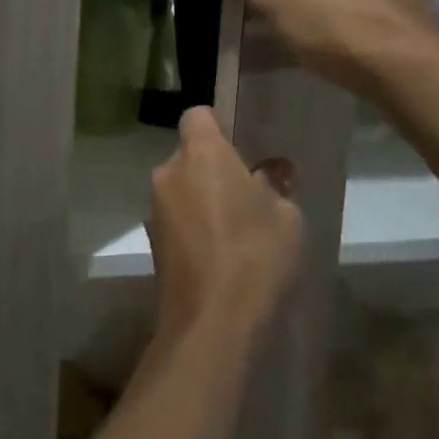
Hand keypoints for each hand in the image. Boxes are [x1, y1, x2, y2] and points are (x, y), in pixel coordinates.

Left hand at [147, 108, 304, 341]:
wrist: (213, 324)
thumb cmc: (256, 256)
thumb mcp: (286, 217)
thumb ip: (276, 187)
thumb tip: (270, 176)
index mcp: (201, 154)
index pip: (198, 115)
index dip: (219, 124)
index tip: (241, 146)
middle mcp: (169, 174)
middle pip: (189, 154)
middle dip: (213, 167)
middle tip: (247, 192)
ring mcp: (155, 210)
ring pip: (181, 188)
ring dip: (201, 198)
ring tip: (236, 228)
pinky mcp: (152, 244)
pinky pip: (176, 219)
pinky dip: (193, 225)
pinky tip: (220, 253)